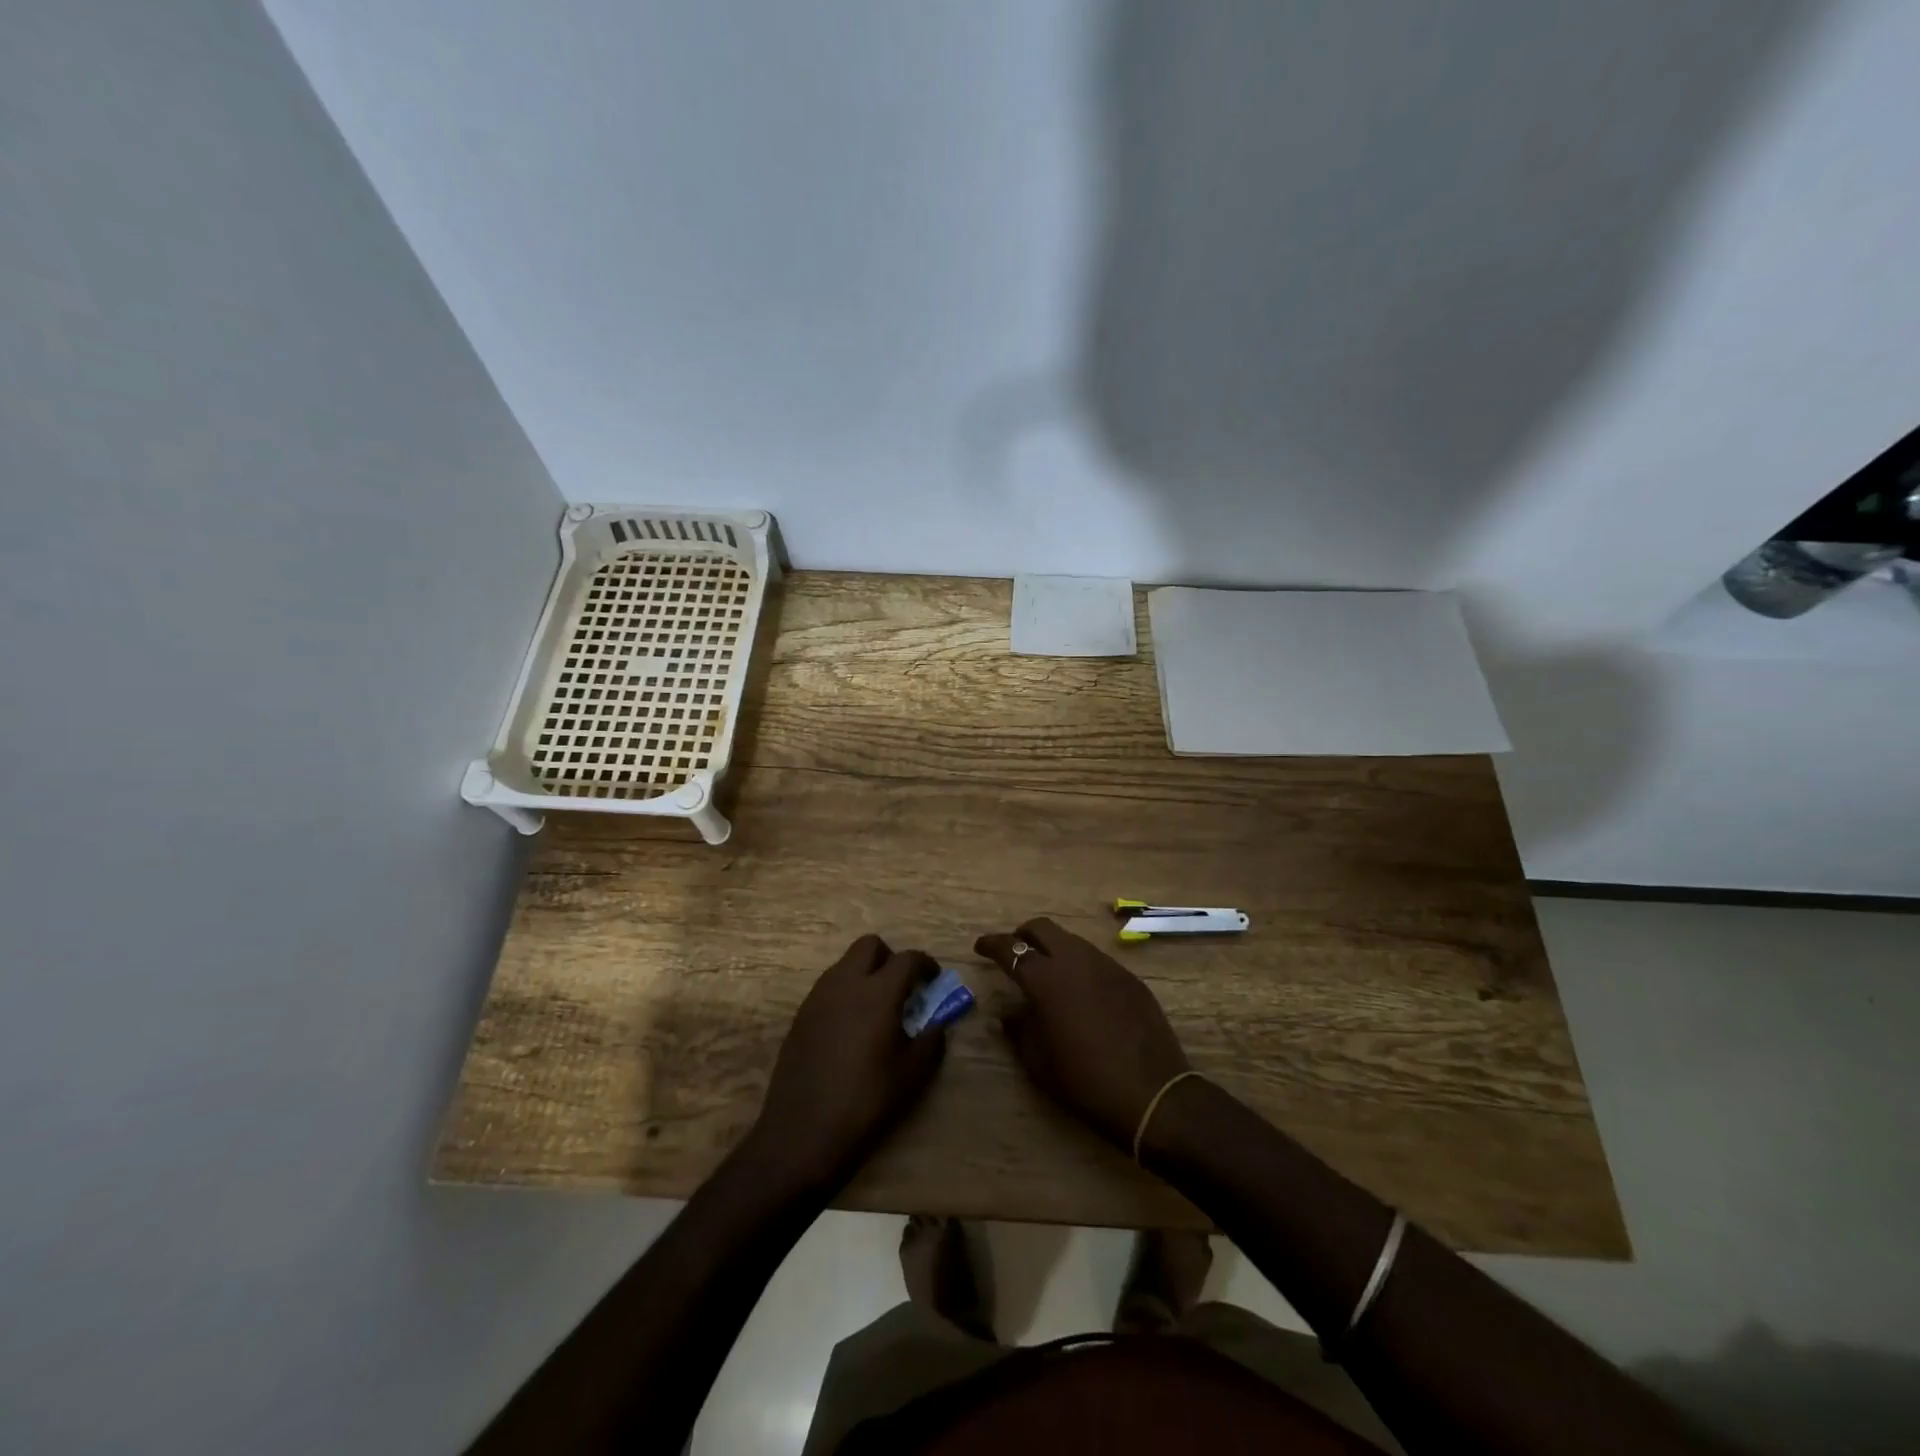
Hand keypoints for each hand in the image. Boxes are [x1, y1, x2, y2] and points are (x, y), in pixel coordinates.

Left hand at [742, 934, 947, 1197]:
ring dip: (865, 973)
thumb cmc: (865, 1102)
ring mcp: (818, 997)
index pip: (907, 959)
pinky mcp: (801, 1015)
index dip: (925, 964)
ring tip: (877, 1008)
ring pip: (846, 963)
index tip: (934, 979)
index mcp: (878, 993)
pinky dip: (846, 992)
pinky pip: (829, 986)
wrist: (802, 1132)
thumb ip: (930, 1041)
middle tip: (902, 986)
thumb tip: (937, 1024)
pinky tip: (851, 1027)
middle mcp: (845, 983)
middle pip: (869, 945)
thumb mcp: (911, 1075)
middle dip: (890, 957)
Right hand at [975, 917, 1189, 1149]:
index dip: (992, 944)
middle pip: (1043, 928)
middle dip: (1023, 935)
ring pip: (1072, 940)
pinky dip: (1079, 965)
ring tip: (1047, 972)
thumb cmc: (1085, 1082)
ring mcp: (1107, 965)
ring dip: (1053, 948)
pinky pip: (1096, 959)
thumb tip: (1004, 1013)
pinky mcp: (1130, 977)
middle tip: (1015, 952)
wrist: (1152, 1093)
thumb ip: (1018, 1029)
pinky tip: (1081, 991)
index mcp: (1047, 980)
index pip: (1011, 949)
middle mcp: (1076, 961)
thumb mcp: (1039, 1063)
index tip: (981, 947)